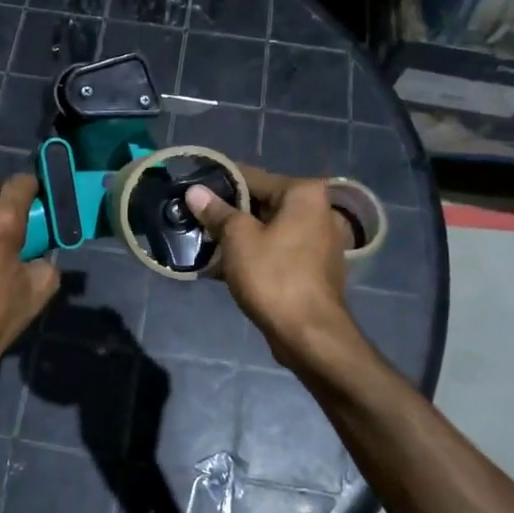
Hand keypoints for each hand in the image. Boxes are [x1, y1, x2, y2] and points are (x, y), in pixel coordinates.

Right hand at [186, 166, 351, 365]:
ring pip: (270, 229)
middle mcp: (319, 210)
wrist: (310, 334)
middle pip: (263, 202)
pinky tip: (225, 264)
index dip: (219, 183)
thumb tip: (195, 192)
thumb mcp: (238, 239)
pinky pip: (279, 250)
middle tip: (195, 218)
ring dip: (240, 235)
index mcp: (304, 193)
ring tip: (205, 241)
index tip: (192, 188)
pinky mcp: (315, 267)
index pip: (252, 177)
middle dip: (229, 212)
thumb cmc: (274, 276)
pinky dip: (256, 253)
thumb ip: (217, 211)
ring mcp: (321, 240)